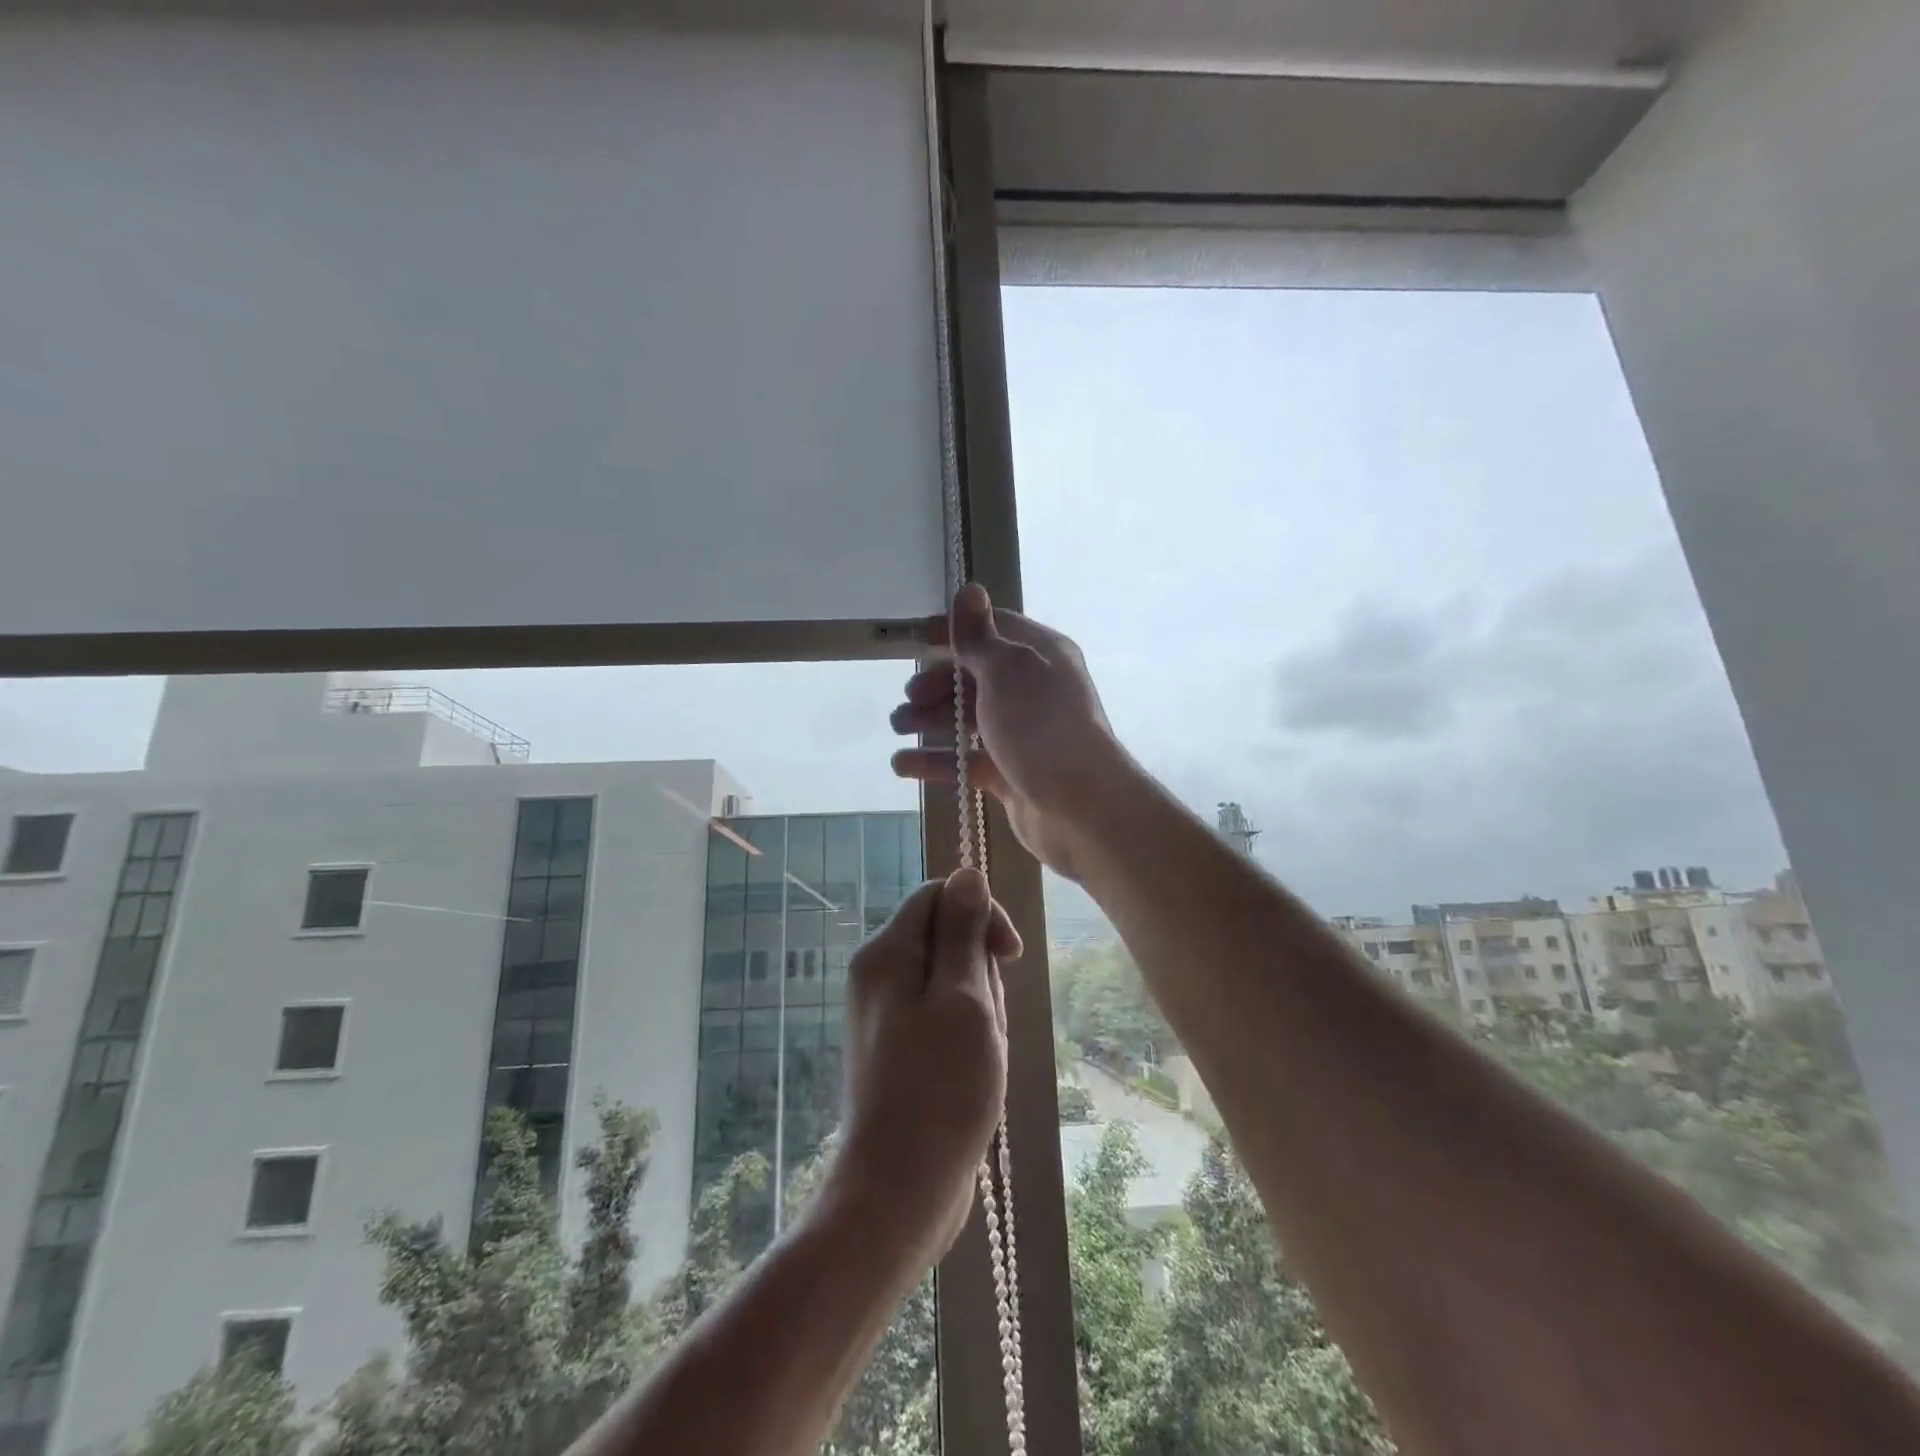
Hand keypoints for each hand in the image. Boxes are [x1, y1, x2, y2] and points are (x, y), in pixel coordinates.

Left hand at [833, 869, 1022, 1265]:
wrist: (899, 1190)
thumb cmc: (940, 1089)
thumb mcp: (964, 999)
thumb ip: (963, 931)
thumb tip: (966, 873)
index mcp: (886, 954)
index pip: (939, 895)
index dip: (981, 915)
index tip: (1010, 957)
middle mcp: (878, 975)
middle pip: (947, 940)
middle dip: (981, 975)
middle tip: (986, 1027)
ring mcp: (886, 1015)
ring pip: (953, 983)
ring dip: (980, 1013)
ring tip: (980, 1059)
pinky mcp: (898, 1048)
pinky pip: (943, 1019)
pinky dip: (968, 1038)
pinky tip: (974, 1077)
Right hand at [890, 584, 1132, 881]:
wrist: (1081, 809)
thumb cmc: (1042, 727)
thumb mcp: (1007, 670)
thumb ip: (979, 636)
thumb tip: (969, 588)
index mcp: (1040, 655)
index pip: (994, 629)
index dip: (955, 631)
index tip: (916, 638)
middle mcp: (1033, 691)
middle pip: (976, 677)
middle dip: (937, 684)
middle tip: (909, 699)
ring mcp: (1023, 736)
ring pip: (968, 721)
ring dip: (931, 722)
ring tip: (898, 728)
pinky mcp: (1012, 776)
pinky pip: (968, 761)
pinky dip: (937, 762)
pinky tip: (903, 765)